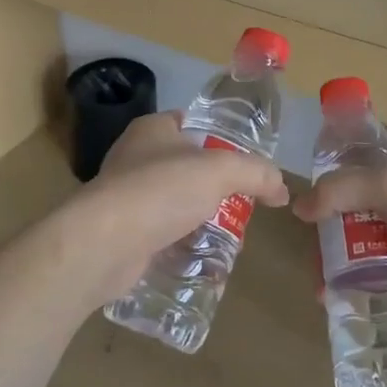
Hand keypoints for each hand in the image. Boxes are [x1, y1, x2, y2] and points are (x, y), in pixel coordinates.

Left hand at [47, 111, 289, 311]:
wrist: (105, 243)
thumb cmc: (161, 191)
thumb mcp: (221, 171)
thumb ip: (256, 174)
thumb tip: (281, 190)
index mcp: (152, 130)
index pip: (188, 123)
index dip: (217, 138)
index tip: (243, 162)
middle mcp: (135, 157)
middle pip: (186, 167)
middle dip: (215, 188)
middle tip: (243, 208)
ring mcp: (126, 196)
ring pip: (174, 203)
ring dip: (200, 220)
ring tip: (229, 240)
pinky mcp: (123, 233)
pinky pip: (162, 235)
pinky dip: (182, 246)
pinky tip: (203, 263)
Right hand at [291, 146, 386, 345]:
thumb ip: (343, 188)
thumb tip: (300, 207)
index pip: (370, 154)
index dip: (338, 164)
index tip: (310, 185)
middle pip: (357, 202)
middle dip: (329, 222)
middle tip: (312, 242)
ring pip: (360, 241)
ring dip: (335, 258)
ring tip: (320, 280)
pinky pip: (370, 275)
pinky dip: (350, 283)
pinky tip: (333, 296)